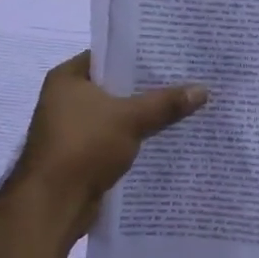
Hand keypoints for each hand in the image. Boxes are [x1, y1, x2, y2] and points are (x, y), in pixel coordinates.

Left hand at [9, 52, 207, 239]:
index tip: (171, 54)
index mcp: (67, 78)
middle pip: (114, 86)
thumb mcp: (131, 118)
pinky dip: (134, 138)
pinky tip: (164, 137)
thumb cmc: (84, 146)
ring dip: (142, 115)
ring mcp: (72, 129)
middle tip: (185, 79)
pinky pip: (114, 139)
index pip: (108, 55)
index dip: (138, 54)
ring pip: (116, 115)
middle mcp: (65, 99)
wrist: (54, 203)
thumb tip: (204, 89)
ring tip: (182, 106)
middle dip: (147, 87)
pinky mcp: (81, 155)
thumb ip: (166, 103)